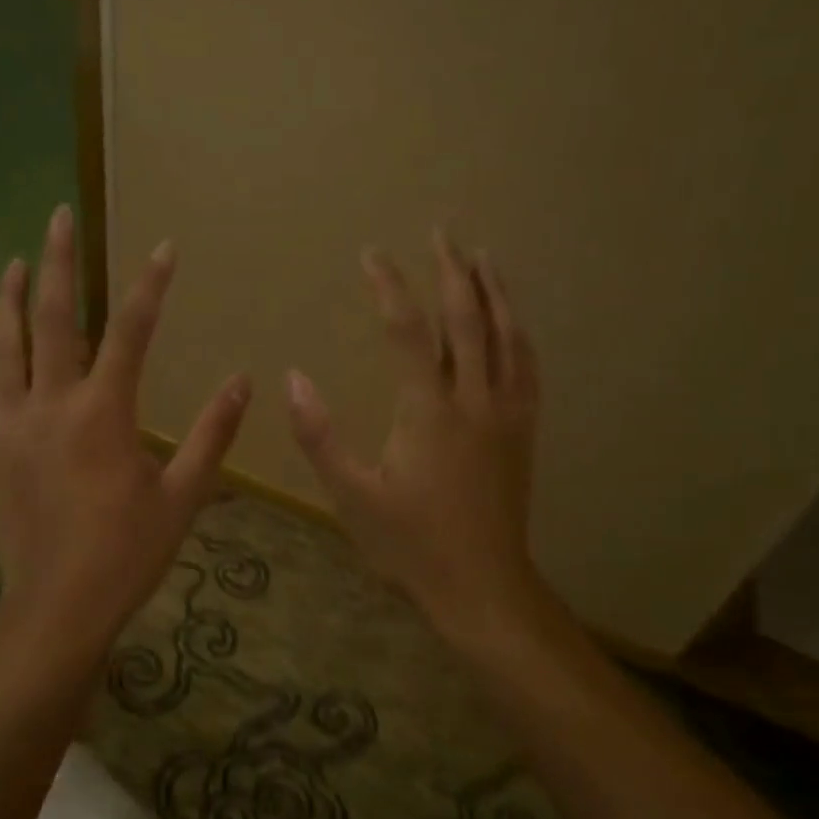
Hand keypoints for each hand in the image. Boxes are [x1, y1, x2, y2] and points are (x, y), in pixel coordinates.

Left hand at [0, 204, 251, 657]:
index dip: (149, 286)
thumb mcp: (184, 496)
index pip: (130, 332)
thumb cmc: (127, 553)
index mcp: (104, 414)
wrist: (58, 606)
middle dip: (58, 262)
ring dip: (9, 299)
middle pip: (52, 319)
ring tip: (16, 262)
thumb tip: (244, 382)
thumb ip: (213, 435)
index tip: (163, 248)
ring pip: (4, 347)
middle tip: (59, 217)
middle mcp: (51, 406)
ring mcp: (11, 426)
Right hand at [287, 231, 540, 648]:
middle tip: (441, 231)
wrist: (483, 586)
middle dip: (453, 270)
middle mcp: (475, 400)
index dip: (390, 286)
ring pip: (506, 335)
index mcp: (429, 411)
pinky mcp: (524, 431)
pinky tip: (514, 322)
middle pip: (468, 318)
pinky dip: (518, 333)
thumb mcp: (352, 494)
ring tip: (482, 257)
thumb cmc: (411, 544)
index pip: (408, 331)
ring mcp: (507, 413)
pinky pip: (527, 367)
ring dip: (494, 291)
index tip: (372, 255)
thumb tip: (292, 378)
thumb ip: (320, 434)